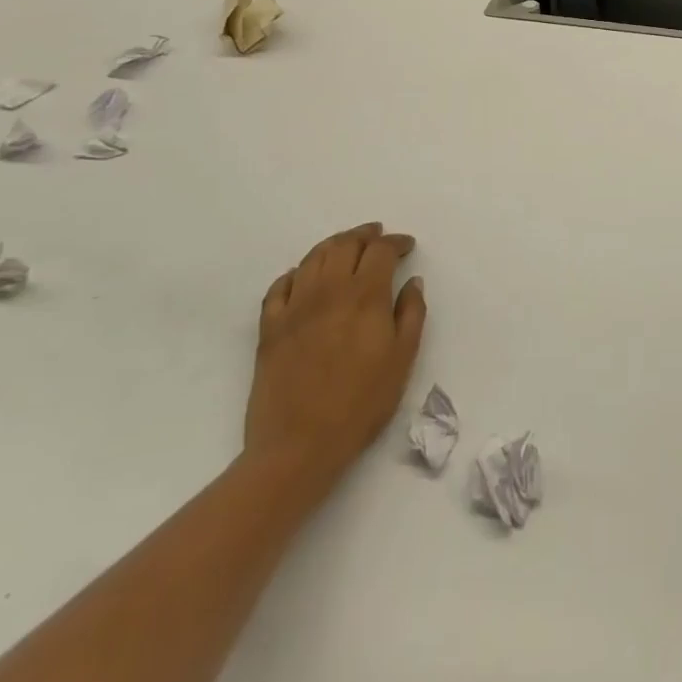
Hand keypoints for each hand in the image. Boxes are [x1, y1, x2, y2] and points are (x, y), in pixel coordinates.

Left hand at [244, 222, 426, 497]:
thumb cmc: (361, 404)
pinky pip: (280, 286)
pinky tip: (304, 276)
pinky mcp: (269, 327)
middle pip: (346, 244)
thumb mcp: (402, 359)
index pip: (381, 250)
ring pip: (313, 258)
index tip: (407, 246)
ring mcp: (295, 306)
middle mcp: (329, 290)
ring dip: (334, 245)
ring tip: (346, 246)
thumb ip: (412, 313)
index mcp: (365, 295)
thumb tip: (412, 281)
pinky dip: (295, 273)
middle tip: (378, 236)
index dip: (396, 242)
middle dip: (365, 235)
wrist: (298, 446)